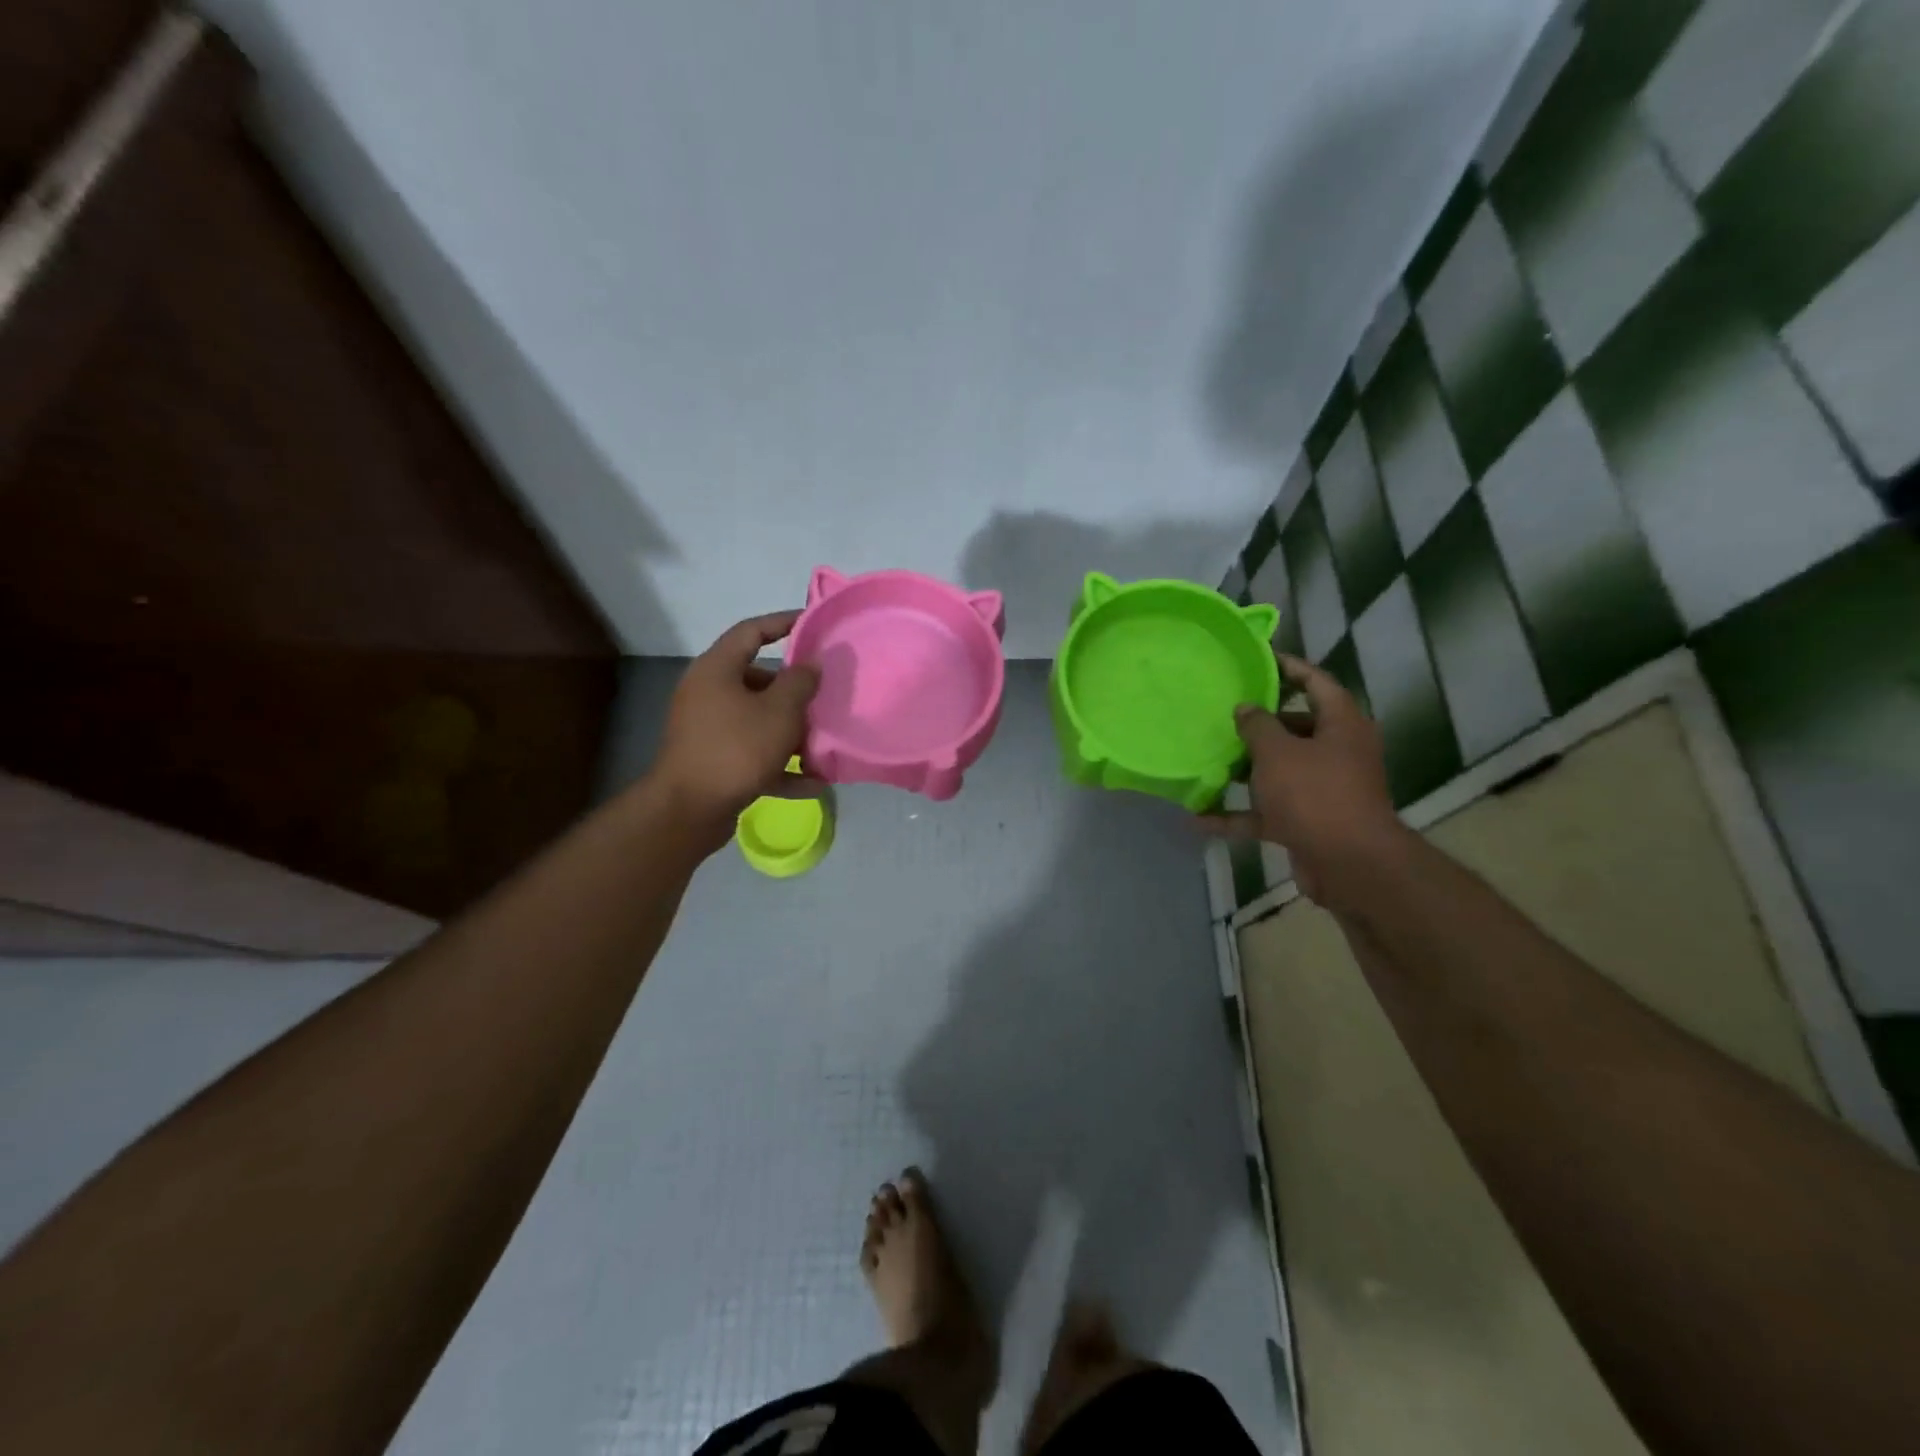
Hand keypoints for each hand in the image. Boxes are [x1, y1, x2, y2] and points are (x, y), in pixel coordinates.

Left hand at [651, 611, 820, 850]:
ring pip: (758, 719)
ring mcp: (708, 729)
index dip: (784, 622)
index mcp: (717, 669)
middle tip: (825, 693)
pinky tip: (812, 783)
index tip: (814, 624)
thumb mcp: (780, 712)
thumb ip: (800, 682)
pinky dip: (780, 765)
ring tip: (824, 740)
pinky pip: (754, 754)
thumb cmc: (736, 749)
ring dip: (791, 730)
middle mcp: (708, 693)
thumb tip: (811, 663)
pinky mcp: (714, 761)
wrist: (689, 810)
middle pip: (757, 679)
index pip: (752, 631)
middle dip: (794, 689)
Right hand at [1199, 654, 1406, 910]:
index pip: (1316, 683)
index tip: (1257, 659)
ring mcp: (1323, 789)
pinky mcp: (1308, 822)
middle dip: (1259, 724)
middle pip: (1296, 728)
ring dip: (1244, 770)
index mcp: (1341, 725)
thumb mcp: (1278, 752)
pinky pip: (1267, 811)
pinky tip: (1199, 818)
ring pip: (1279, 770)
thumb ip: (1257, 726)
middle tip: (1223, 713)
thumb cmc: (1315, 794)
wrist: (1349, 865)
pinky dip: (1237, 814)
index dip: (1288, 667)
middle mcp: (1337, 752)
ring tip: (1207, 759)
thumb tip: (1246, 708)